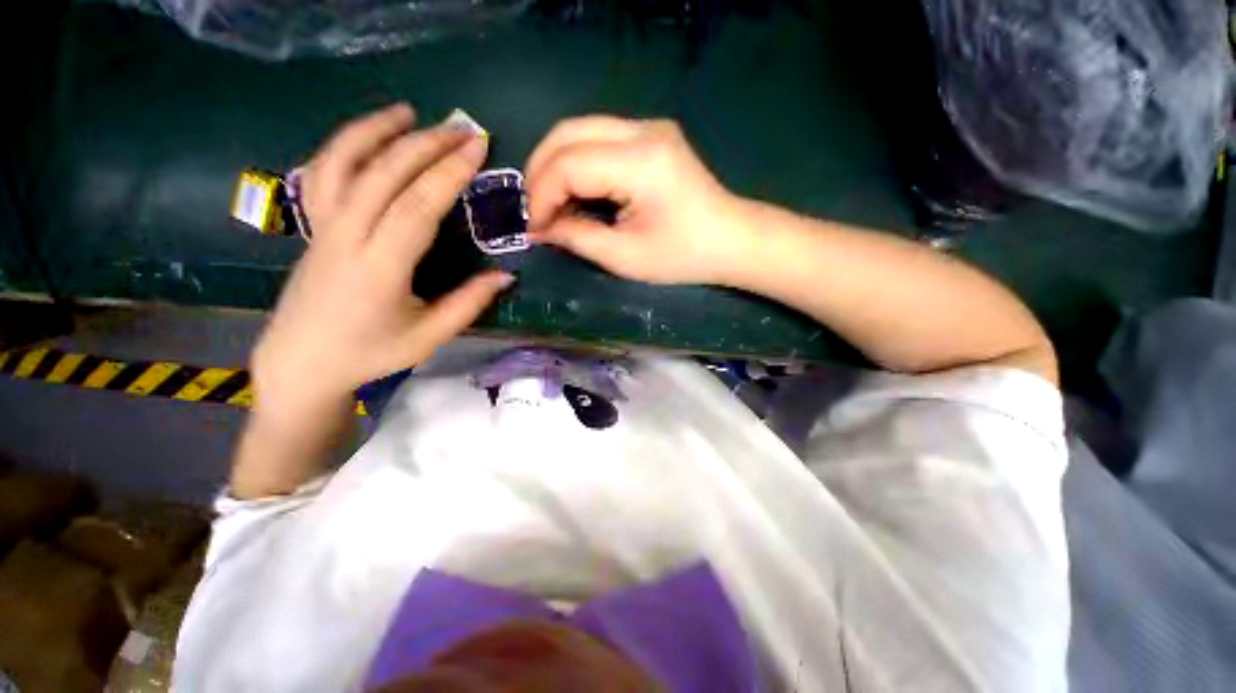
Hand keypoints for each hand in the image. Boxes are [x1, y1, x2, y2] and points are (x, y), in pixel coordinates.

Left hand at [251, 104, 512, 414]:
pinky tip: (367, 137)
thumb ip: (470, 303)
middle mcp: (347, 236)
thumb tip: (506, 275)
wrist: (303, 362)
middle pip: (385, 174)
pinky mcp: (314, 226)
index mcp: (380, 267)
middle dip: (425, 144)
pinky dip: (343, 146)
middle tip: (461, 128)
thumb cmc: (371, 353)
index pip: (418, 205)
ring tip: (408, 112)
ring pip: (343, 162)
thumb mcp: (431, 336)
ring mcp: (323, 227)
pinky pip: (322, 174)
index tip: (477, 149)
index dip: (449, 173)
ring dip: (375, 130)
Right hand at [524, 116, 754, 284]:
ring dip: (555, 164)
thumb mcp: (625, 257)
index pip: (569, 164)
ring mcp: (649, 127)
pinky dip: (577, 162)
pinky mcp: (651, 135)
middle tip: (532, 210)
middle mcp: (642, 130)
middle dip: (539, 172)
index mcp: (640, 161)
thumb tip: (541, 229)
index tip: (533, 228)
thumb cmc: (683, 256)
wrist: (731, 240)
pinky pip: (598, 138)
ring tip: (548, 202)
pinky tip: (574, 189)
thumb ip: (577, 237)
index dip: (541, 196)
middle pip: (567, 133)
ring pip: (579, 129)